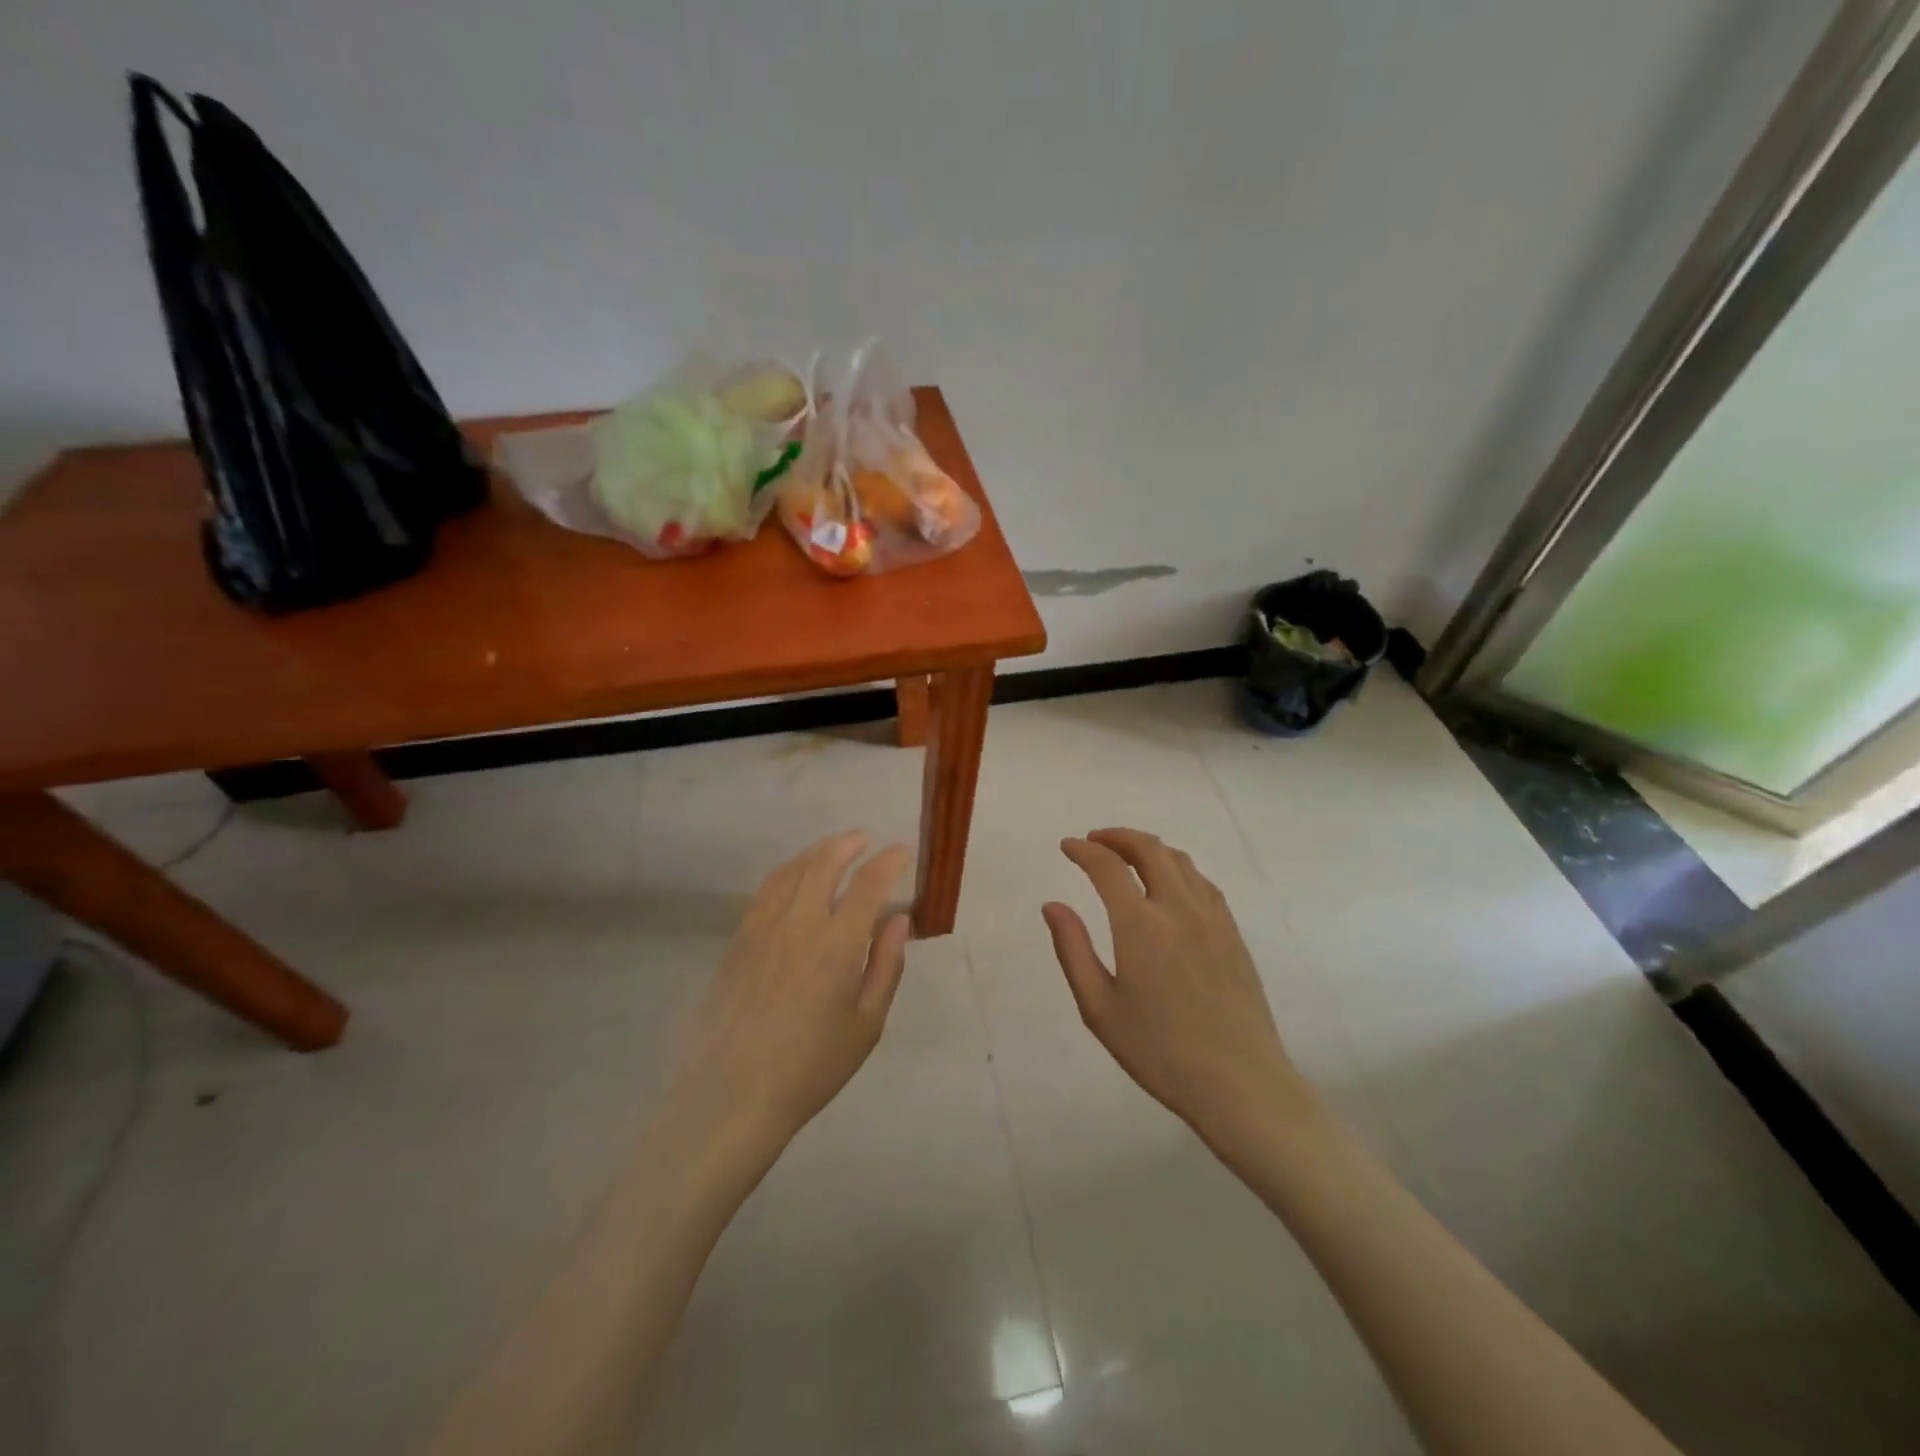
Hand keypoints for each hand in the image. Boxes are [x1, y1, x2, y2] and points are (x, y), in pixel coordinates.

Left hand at [672, 830, 911, 1152]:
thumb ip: (886, 965)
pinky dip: (787, 873)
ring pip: (791, 872)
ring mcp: (763, 929)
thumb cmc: (812, 1066)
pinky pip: (765, 891)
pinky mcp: (738, 941)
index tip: (902, 851)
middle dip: (848, 844)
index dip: (888, 862)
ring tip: (832, 848)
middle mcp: (799, 924)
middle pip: (824, 865)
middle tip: (864, 838)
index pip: (868, 884)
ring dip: (816, 852)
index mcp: (837, 945)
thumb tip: (899, 919)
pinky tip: (794, 878)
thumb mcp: (867, 1024)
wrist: (734, 1095)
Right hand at [1042, 828, 1312, 1150]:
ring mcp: (1212, 918)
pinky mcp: (1232, 933)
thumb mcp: (1099, 1008)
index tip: (1067, 846)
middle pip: (1149, 850)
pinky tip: (1169, 883)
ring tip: (1127, 855)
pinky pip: (1202, 882)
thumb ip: (1072, 950)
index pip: (1108, 868)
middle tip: (1095, 841)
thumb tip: (1052, 905)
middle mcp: (1178, 909)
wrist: (1240, 1084)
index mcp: (1140, 926)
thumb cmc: (1159, 1051)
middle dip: (1118, 837)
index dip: (1084, 851)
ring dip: (1148, 848)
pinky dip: (1177, 867)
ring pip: (1179, 861)